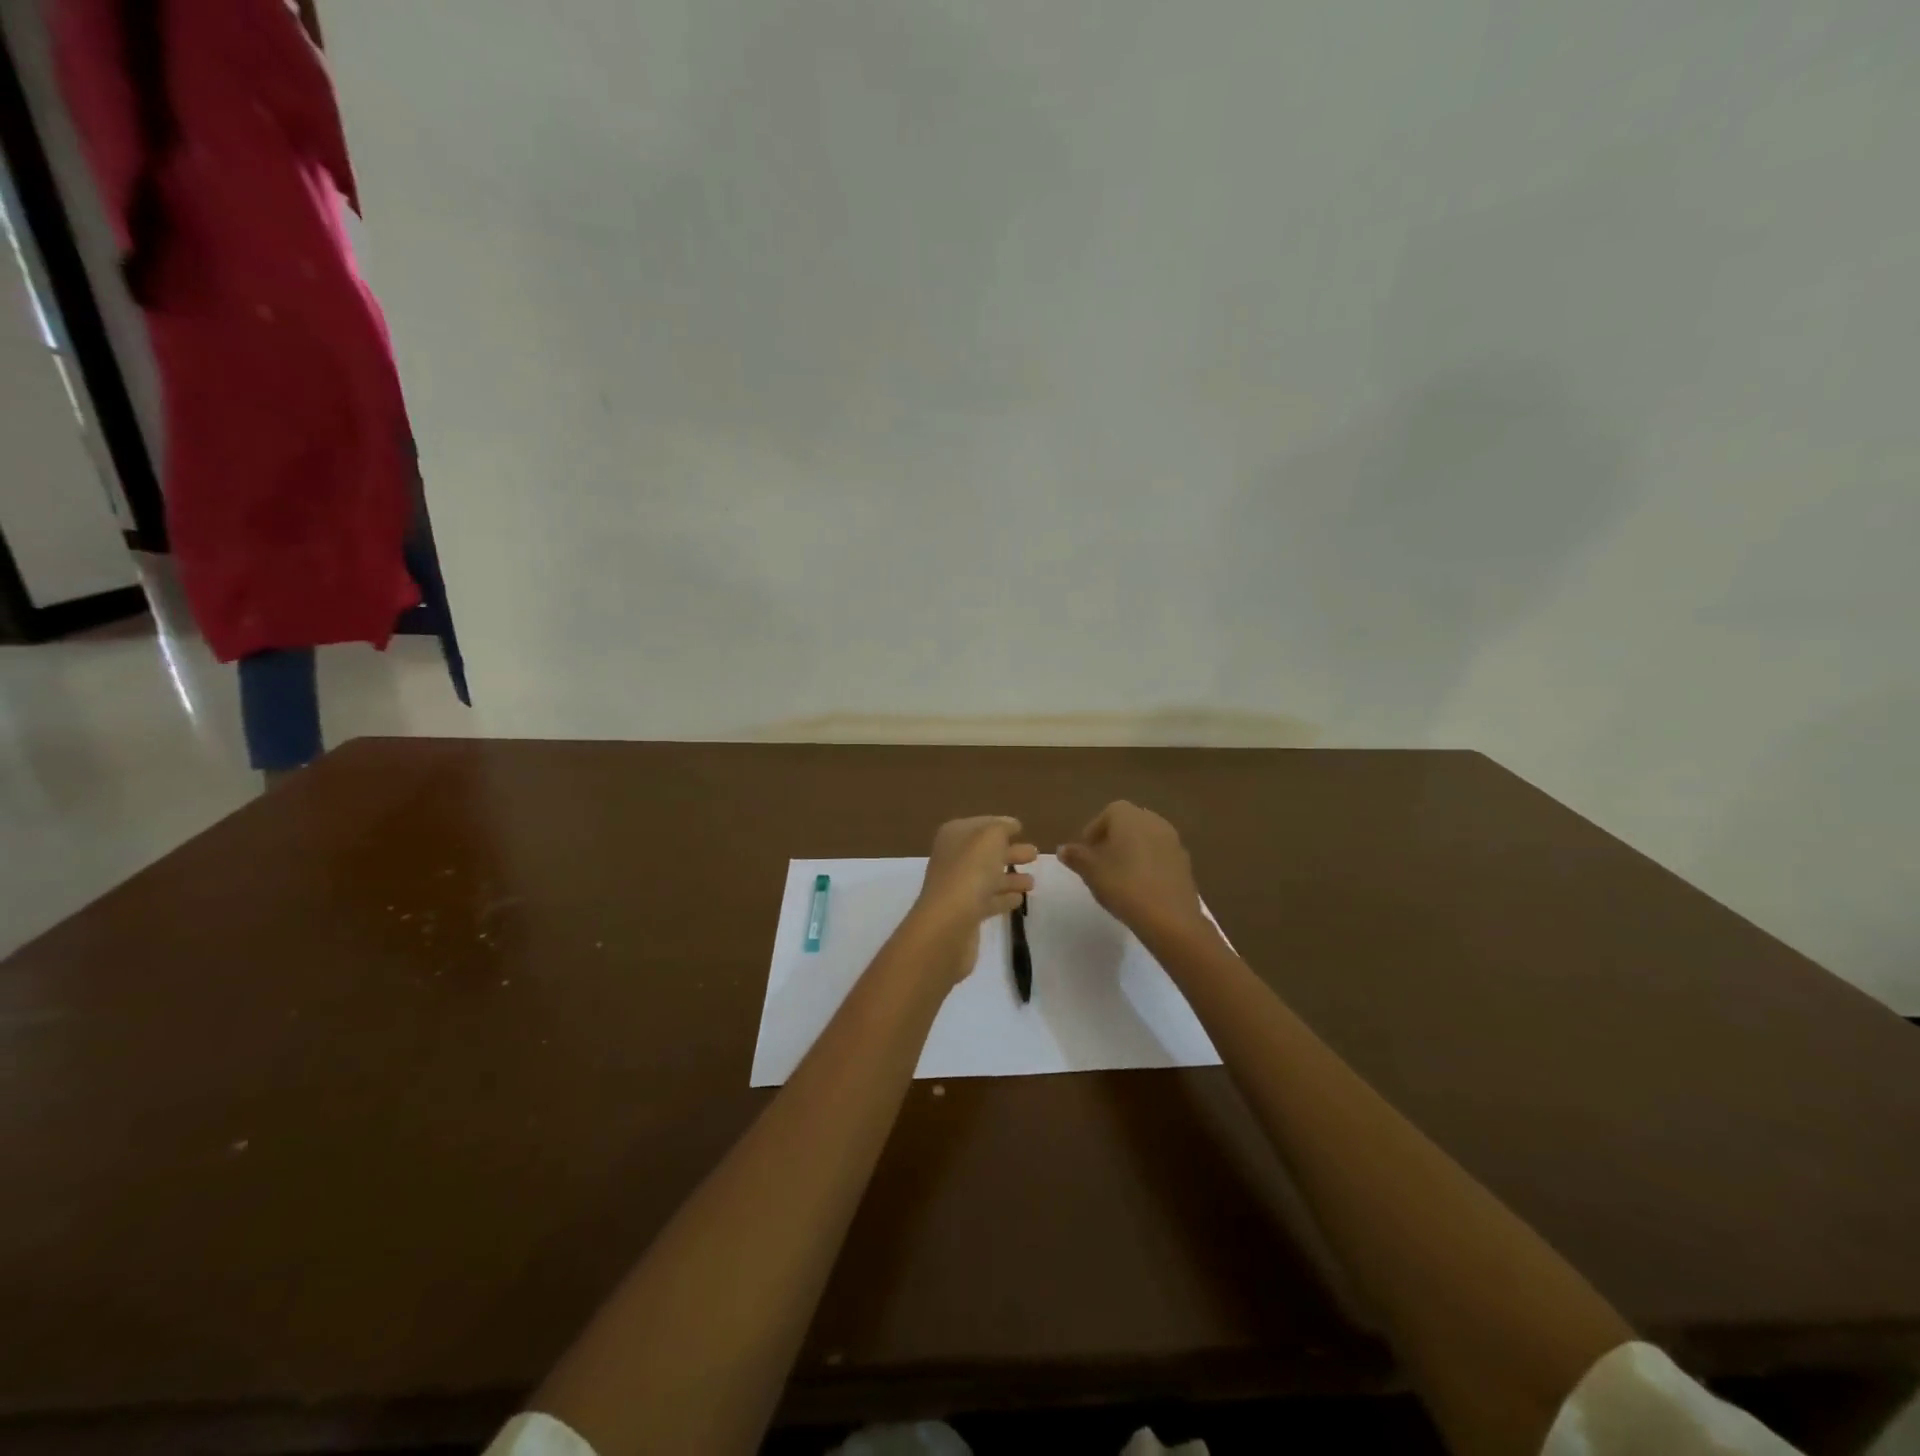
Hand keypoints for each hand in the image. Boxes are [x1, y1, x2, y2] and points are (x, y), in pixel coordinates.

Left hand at [909, 816, 1037, 984]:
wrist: (948, 924)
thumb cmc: (970, 872)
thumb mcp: (989, 838)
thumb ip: (1002, 828)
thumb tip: (1011, 825)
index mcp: (954, 836)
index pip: (980, 825)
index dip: (1000, 825)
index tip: (1020, 828)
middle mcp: (953, 859)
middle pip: (986, 852)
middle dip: (1010, 852)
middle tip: (1035, 854)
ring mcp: (958, 887)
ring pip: (988, 877)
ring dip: (1010, 877)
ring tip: (1033, 882)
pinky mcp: (965, 914)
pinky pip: (988, 900)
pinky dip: (1003, 898)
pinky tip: (1019, 900)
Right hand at [1059, 801, 1204, 938]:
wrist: (1170, 918)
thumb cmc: (1124, 886)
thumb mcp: (1092, 872)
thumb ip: (1076, 857)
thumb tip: (1063, 849)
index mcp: (1128, 816)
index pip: (1107, 814)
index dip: (1093, 832)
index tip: (1085, 853)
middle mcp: (1153, 820)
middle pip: (1128, 823)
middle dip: (1113, 839)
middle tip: (1100, 862)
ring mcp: (1173, 840)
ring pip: (1146, 838)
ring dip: (1132, 850)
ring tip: (1119, 875)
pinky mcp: (1185, 861)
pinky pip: (1160, 854)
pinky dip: (1148, 863)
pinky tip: (1140, 885)